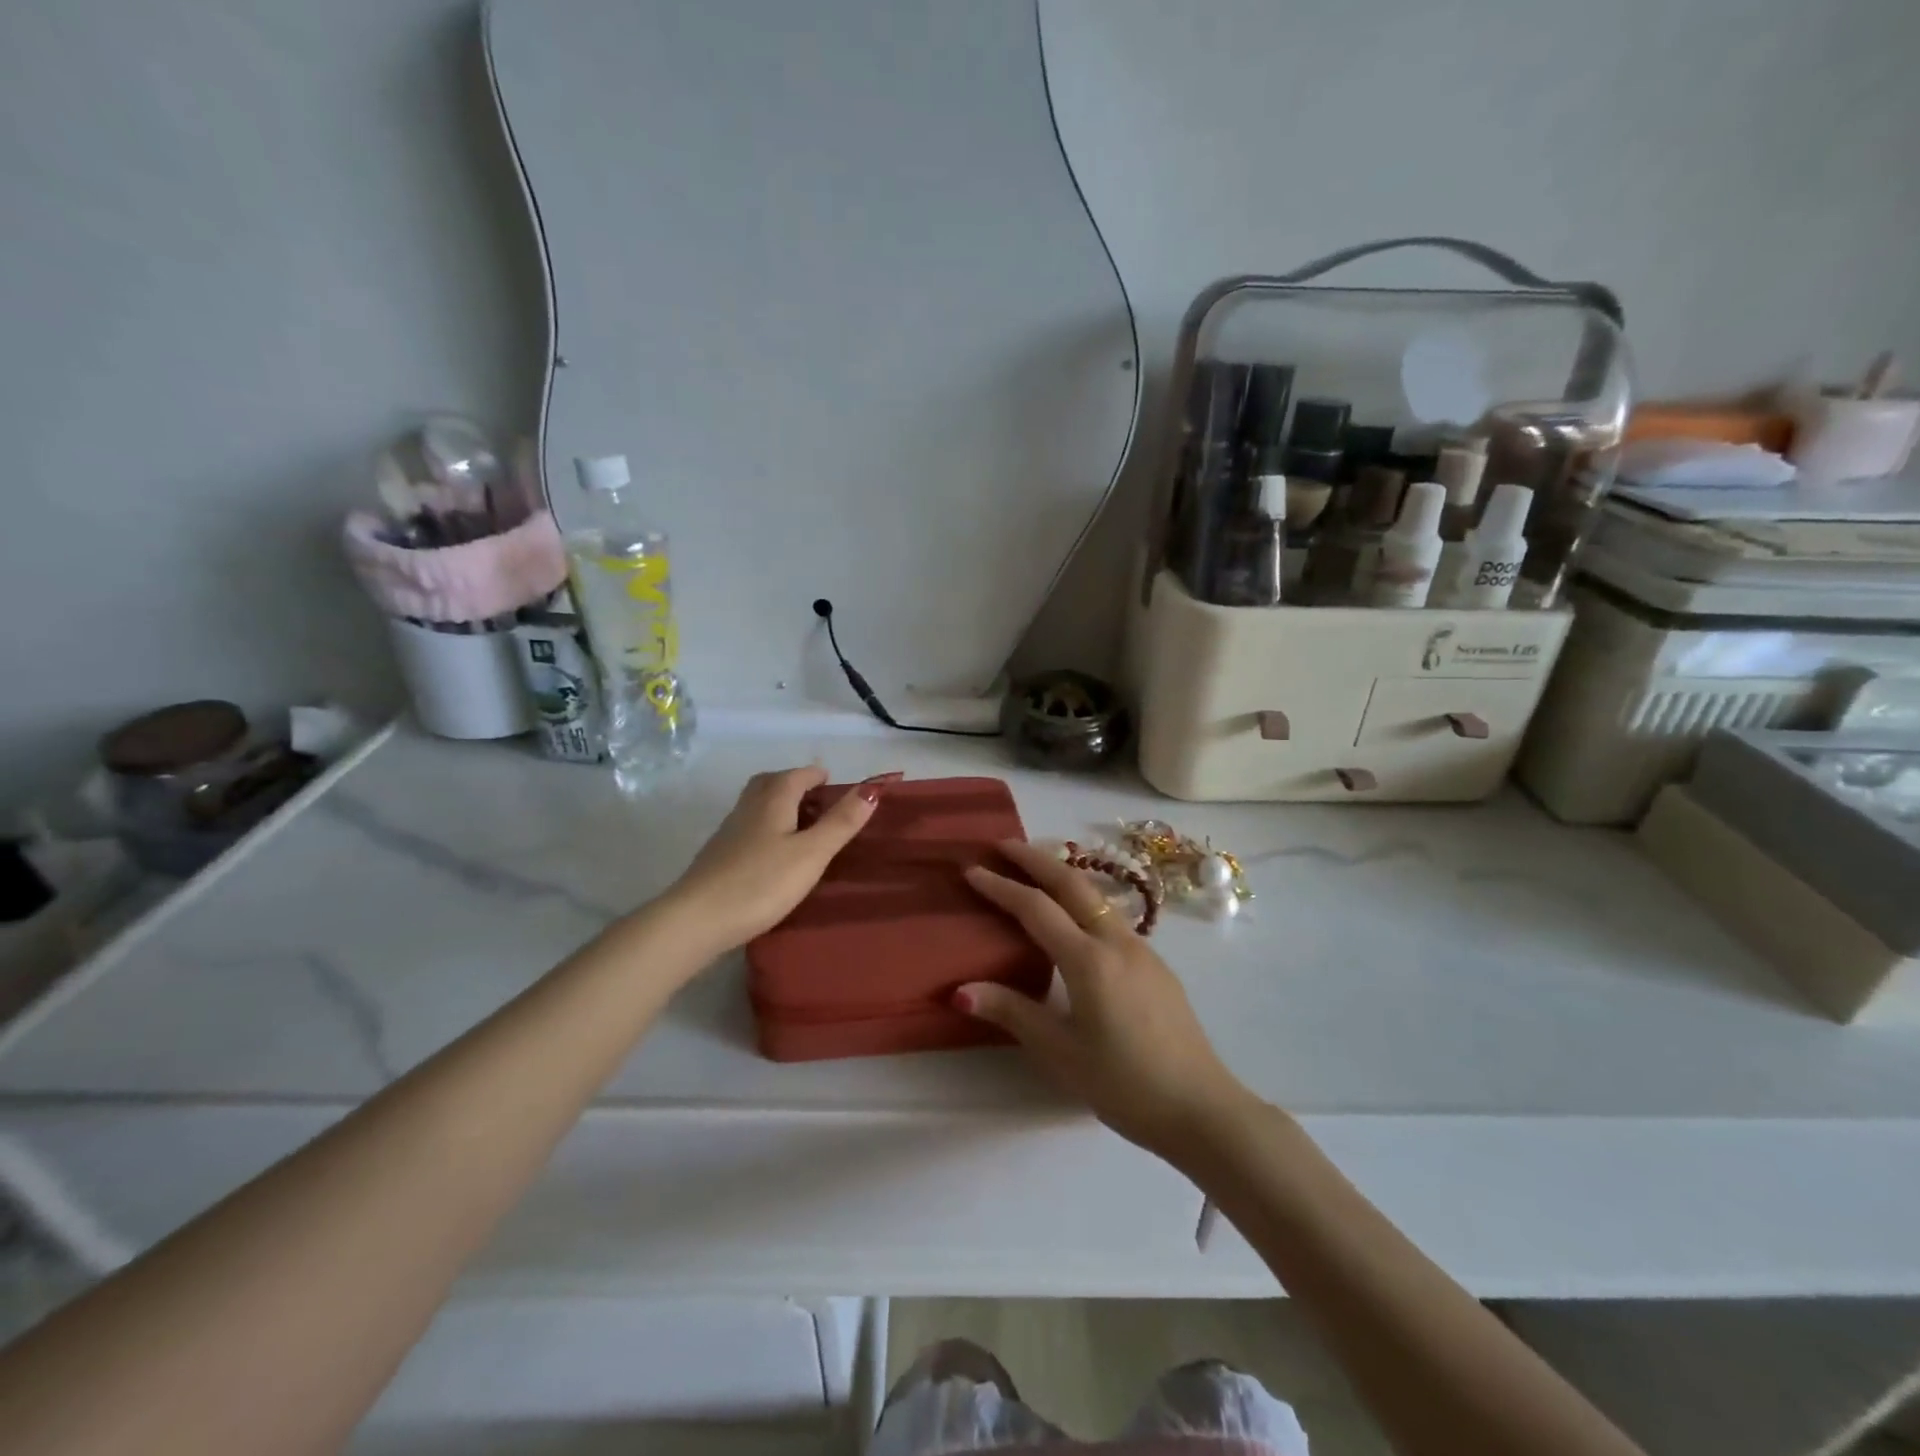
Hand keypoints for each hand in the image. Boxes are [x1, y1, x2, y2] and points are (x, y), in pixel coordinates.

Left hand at [665, 767, 895, 952]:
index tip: (836, 784)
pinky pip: (748, 828)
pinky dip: (766, 828)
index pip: (798, 774)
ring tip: (801, 826)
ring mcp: (729, 831)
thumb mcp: (811, 854)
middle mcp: (748, 807)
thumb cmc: (761, 882)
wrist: (697, 919)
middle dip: (795, 784)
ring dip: (780, 806)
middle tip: (818, 800)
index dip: (819, 776)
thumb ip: (841, 822)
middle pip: (772, 783)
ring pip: (757, 805)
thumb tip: (871, 788)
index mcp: (772, 799)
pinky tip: (774, 854)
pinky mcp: (719, 855)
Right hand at [957, 841, 1256, 1162]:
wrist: (1201, 1108)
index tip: (972, 869)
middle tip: (1002, 844)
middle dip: (1035, 859)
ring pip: (1096, 896)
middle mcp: (1116, 942)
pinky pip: (1111, 917)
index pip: (1036, 909)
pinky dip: (1083, 901)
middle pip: (1072, 884)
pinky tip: (1075, 916)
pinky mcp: (1156, 965)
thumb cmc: (1124, 1084)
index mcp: (1089, 960)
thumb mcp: (1061, 1052)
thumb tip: (960, 991)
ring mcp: (1142, 950)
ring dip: (1063, 875)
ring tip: (1035, 869)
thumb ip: (1013, 1013)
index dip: (1001, 887)